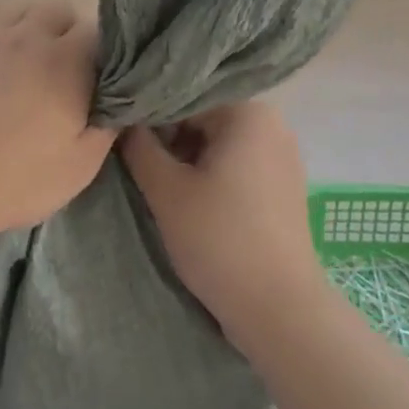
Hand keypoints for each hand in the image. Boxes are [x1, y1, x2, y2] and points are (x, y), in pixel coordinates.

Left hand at [0, 0, 112, 248]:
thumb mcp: (82, 166)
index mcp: (67, 60)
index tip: (96, 80)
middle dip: (66, 30)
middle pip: (57, 6)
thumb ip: (108, 126)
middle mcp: (28, 36)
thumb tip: (120, 100)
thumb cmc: (18, 181)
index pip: (97, 30)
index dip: (101, 53)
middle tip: (62, 69)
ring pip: (14, 6)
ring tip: (23, 57)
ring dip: (25, 24)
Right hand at [121, 103, 326, 342]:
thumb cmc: (220, 240)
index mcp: (248, 111)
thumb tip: (124, 120)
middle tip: (142, 168)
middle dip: (170, 140)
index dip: (149, 119)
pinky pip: (239, 164)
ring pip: (219, 142)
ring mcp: (283, 155)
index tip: (124, 142)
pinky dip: (213, 174)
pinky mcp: (285, 185)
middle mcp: (272, 123)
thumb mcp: (167, 191)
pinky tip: (194, 200)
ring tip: (163, 186)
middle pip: (203, 118)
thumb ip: (139, 146)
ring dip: (189, 159)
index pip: (183, 99)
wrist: (280, 310)